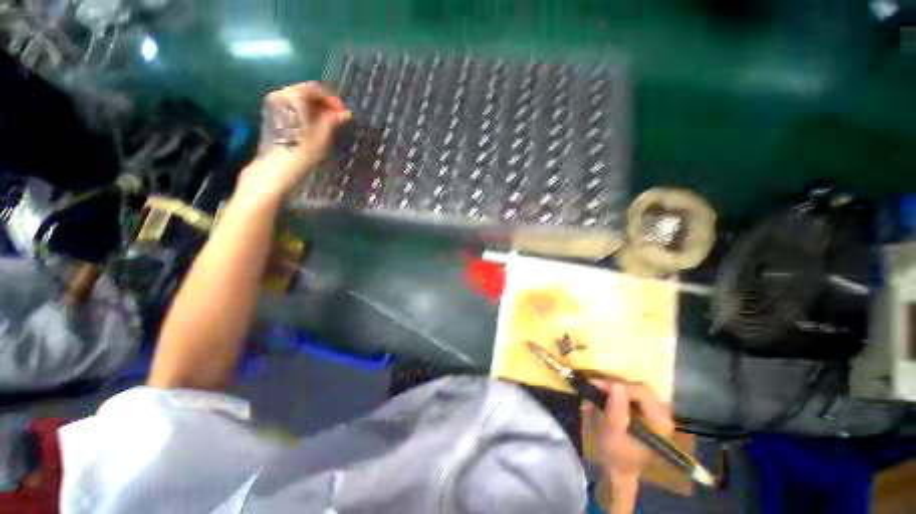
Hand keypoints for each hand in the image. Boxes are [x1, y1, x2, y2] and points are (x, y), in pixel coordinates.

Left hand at [238, 82, 350, 199]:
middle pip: (305, 92)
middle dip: (322, 103)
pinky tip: (313, 125)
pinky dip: (304, 112)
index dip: (332, 99)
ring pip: (298, 100)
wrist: (277, 167)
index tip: (343, 112)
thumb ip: (333, 119)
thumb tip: (346, 113)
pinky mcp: (271, 115)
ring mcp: (273, 104)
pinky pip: (291, 107)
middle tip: (337, 117)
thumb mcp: (323, 134)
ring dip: (314, 108)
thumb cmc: (303, 150)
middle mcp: (281, 94)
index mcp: (294, 96)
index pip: (316, 89)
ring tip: (327, 123)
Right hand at [591, 380, 674, 512]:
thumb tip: (616, 385)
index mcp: (660, 424)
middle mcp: (664, 416)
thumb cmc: (616, 454)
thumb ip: (616, 410)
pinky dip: (620, 393)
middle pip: (641, 389)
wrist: (619, 468)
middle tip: (597, 386)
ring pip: (637, 389)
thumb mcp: (612, 434)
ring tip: (600, 391)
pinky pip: (636, 394)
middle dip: (617, 386)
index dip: (618, 386)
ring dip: (617, 388)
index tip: (596, 384)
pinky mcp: (650, 412)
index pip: (642, 394)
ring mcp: (658, 413)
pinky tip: (608, 396)